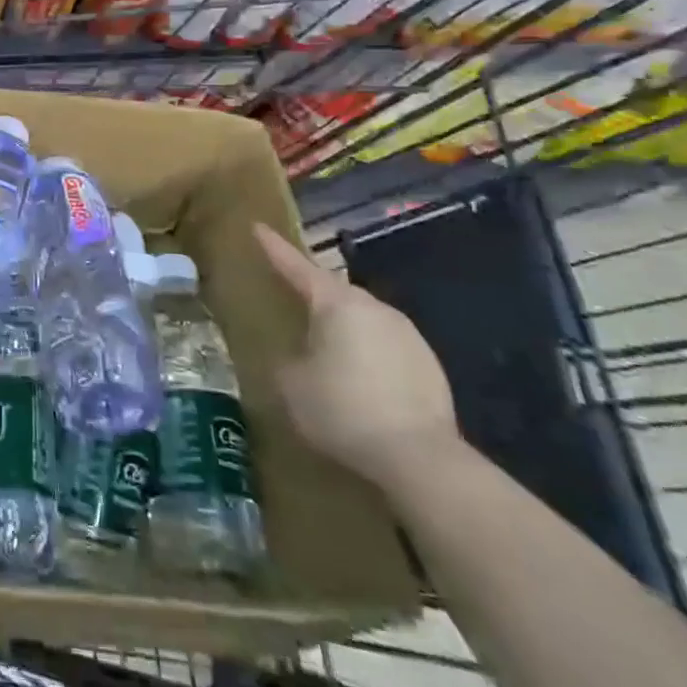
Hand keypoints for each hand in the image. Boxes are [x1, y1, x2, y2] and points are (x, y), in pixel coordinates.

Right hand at [257, 223, 460, 491]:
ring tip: (324, 347)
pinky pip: (385, 347)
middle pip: (335, 291)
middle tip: (291, 297)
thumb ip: (287, 360)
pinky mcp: (429, 365)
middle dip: (312, 293)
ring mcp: (407, 335)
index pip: (297, 267)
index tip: (257, 227)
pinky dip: (367, 354)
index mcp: (337, 303)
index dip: (274, 248)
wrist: (421, 459)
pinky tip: (359, 380)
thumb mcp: (292, 385)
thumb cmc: (343, 410)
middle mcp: (374, 308)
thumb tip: (296, 358)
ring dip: (342, 327)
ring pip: (363, 319)